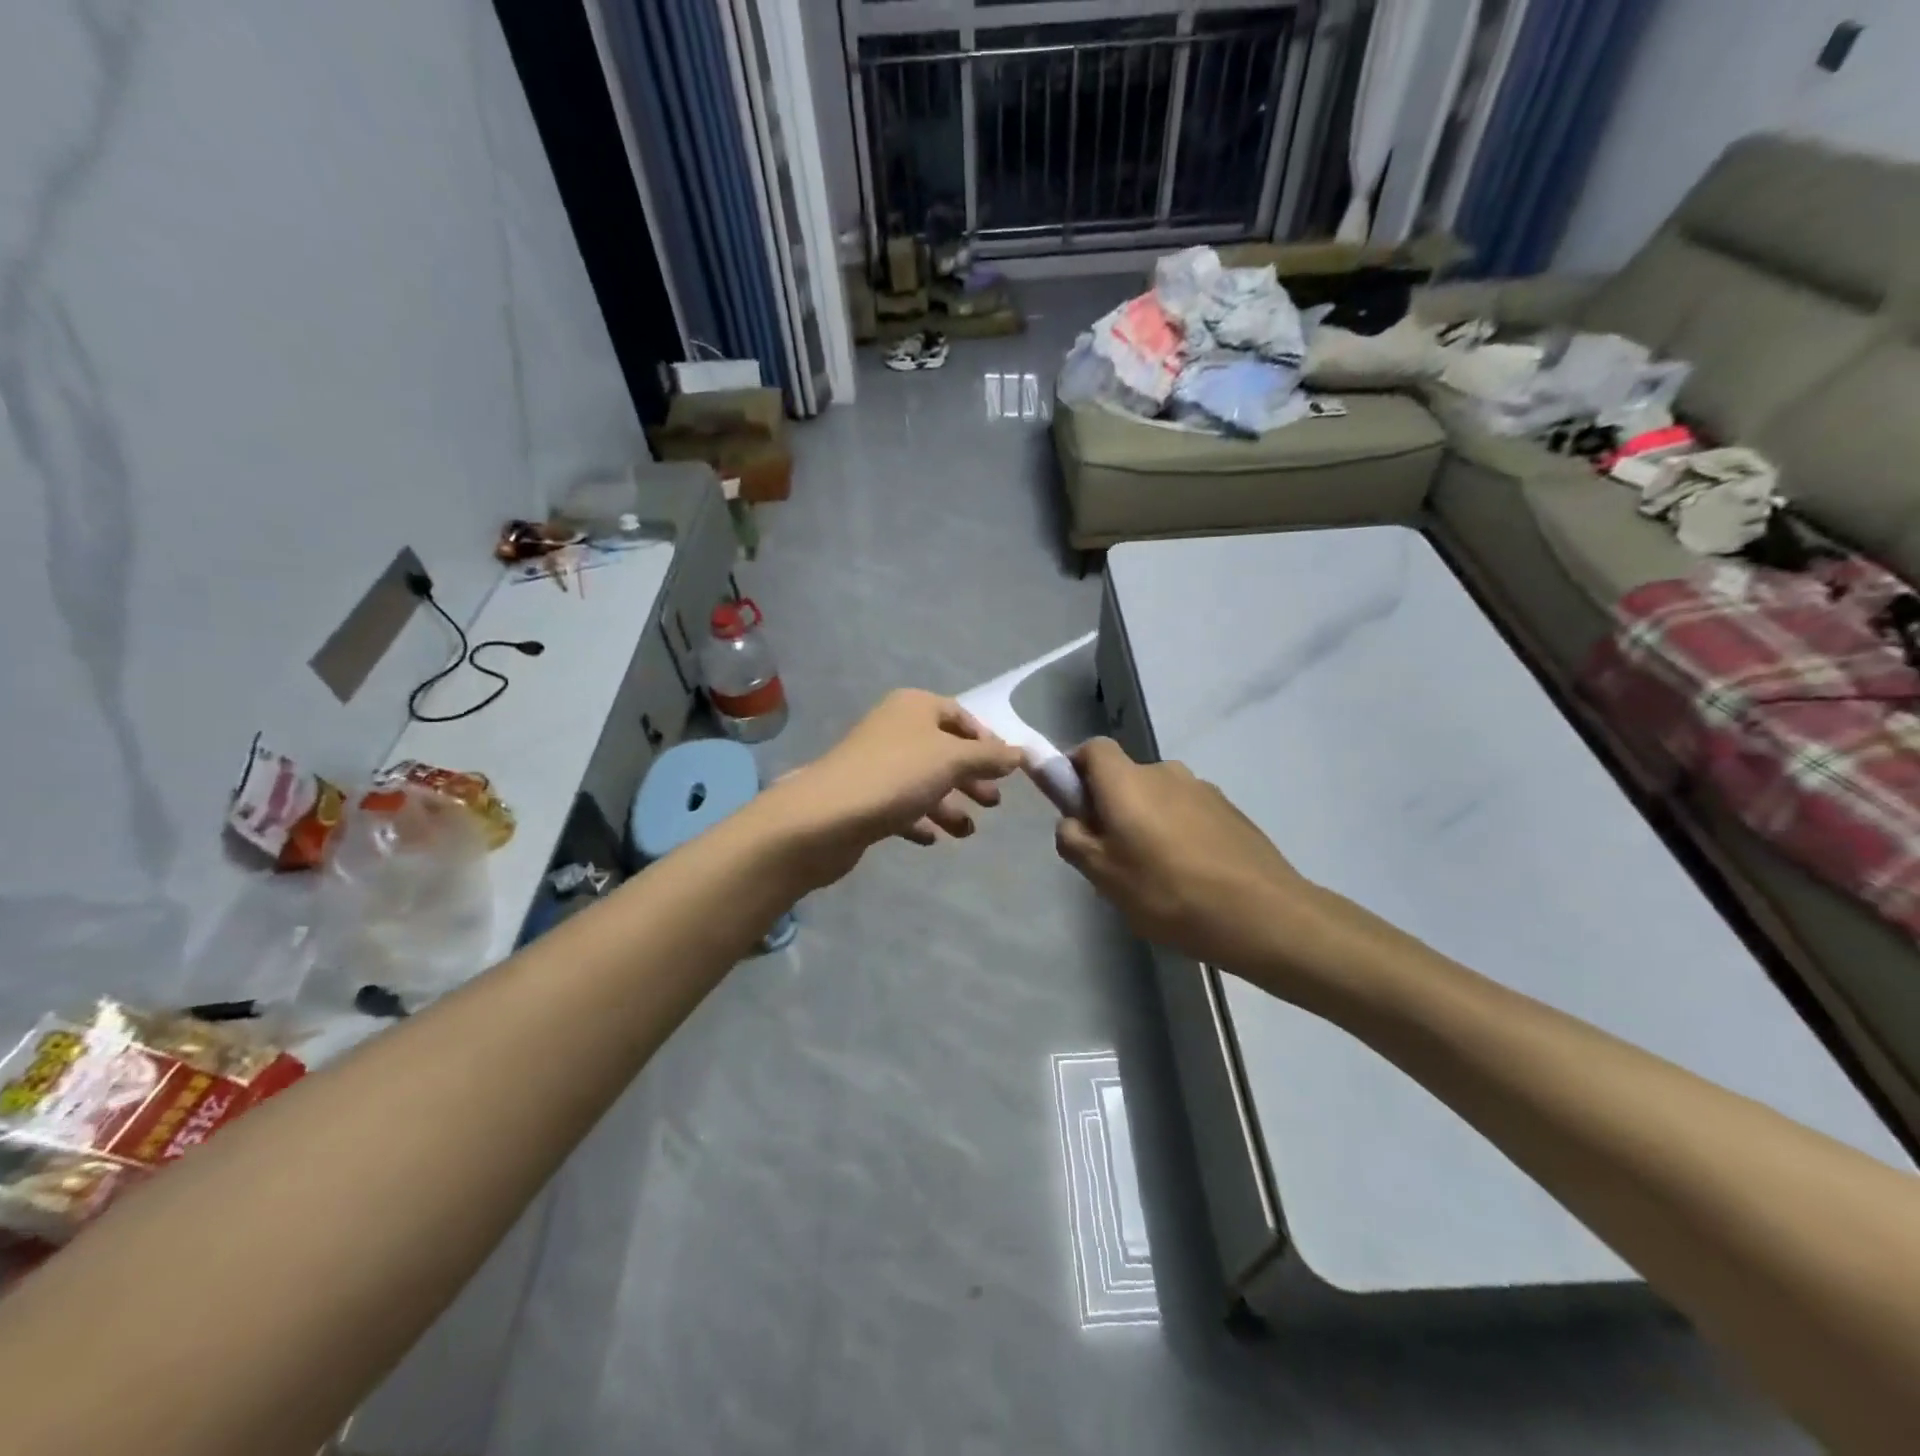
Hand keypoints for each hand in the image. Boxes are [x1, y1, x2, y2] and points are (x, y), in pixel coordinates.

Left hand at [760, 689, 1025, 887]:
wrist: (825, 817)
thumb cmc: (896, 776)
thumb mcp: (952, 760)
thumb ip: (989, 757)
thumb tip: (1020, 753)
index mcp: (914, 707)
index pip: (959, 715)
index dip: (985, 739)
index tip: (1007, 768)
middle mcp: (894, 729)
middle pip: (942, 750)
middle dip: (971, 776)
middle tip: (993, 802)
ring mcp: (876, 765)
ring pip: (923, 781)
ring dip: (949, 804)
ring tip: (967, 831)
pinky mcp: (863, 799)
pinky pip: (900, 806)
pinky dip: (920, 819)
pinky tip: (933, 838)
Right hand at [1055, 738, 1322, 972]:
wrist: (1263, 914)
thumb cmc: (1168, 892)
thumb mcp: (1103, 875)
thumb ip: (1073, 838)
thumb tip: (1072, 820)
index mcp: (1128, 781)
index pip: (1092, 749)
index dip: (1075, 769)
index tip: (1073, 807)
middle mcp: (1164, 772)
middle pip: (1125, 777)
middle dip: (1111, 806)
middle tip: (1112, 856)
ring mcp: (1202, 789)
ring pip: (1158, 797)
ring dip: (1147, 821)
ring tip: (1155, 873)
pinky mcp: (1230, 811)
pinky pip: (1187, 812)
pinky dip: (1178, 832)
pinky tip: (1189, 875)